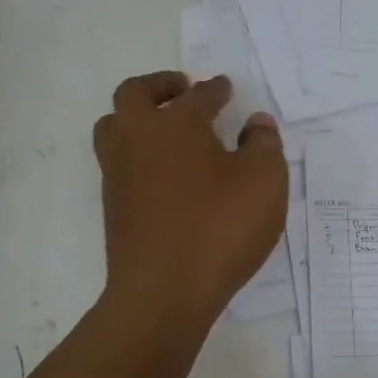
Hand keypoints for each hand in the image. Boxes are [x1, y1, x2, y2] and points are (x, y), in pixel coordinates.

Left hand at [93, 71, 287, 322]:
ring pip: (114, 127)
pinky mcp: (113, 206)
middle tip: (181, 89)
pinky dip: (136, 153)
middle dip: (160, 85)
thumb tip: (256, 123)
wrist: (164, 292)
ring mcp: (118, 173)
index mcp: (176, 123)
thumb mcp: (264, 181)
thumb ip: (264, 144)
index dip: (216, 90)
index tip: (225, 89)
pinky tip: (162, 172)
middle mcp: (138, 138)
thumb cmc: (220, 227)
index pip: (199, 95)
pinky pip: (118, 163)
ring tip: (163, 128)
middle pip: (134, 94)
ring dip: (136, 117)